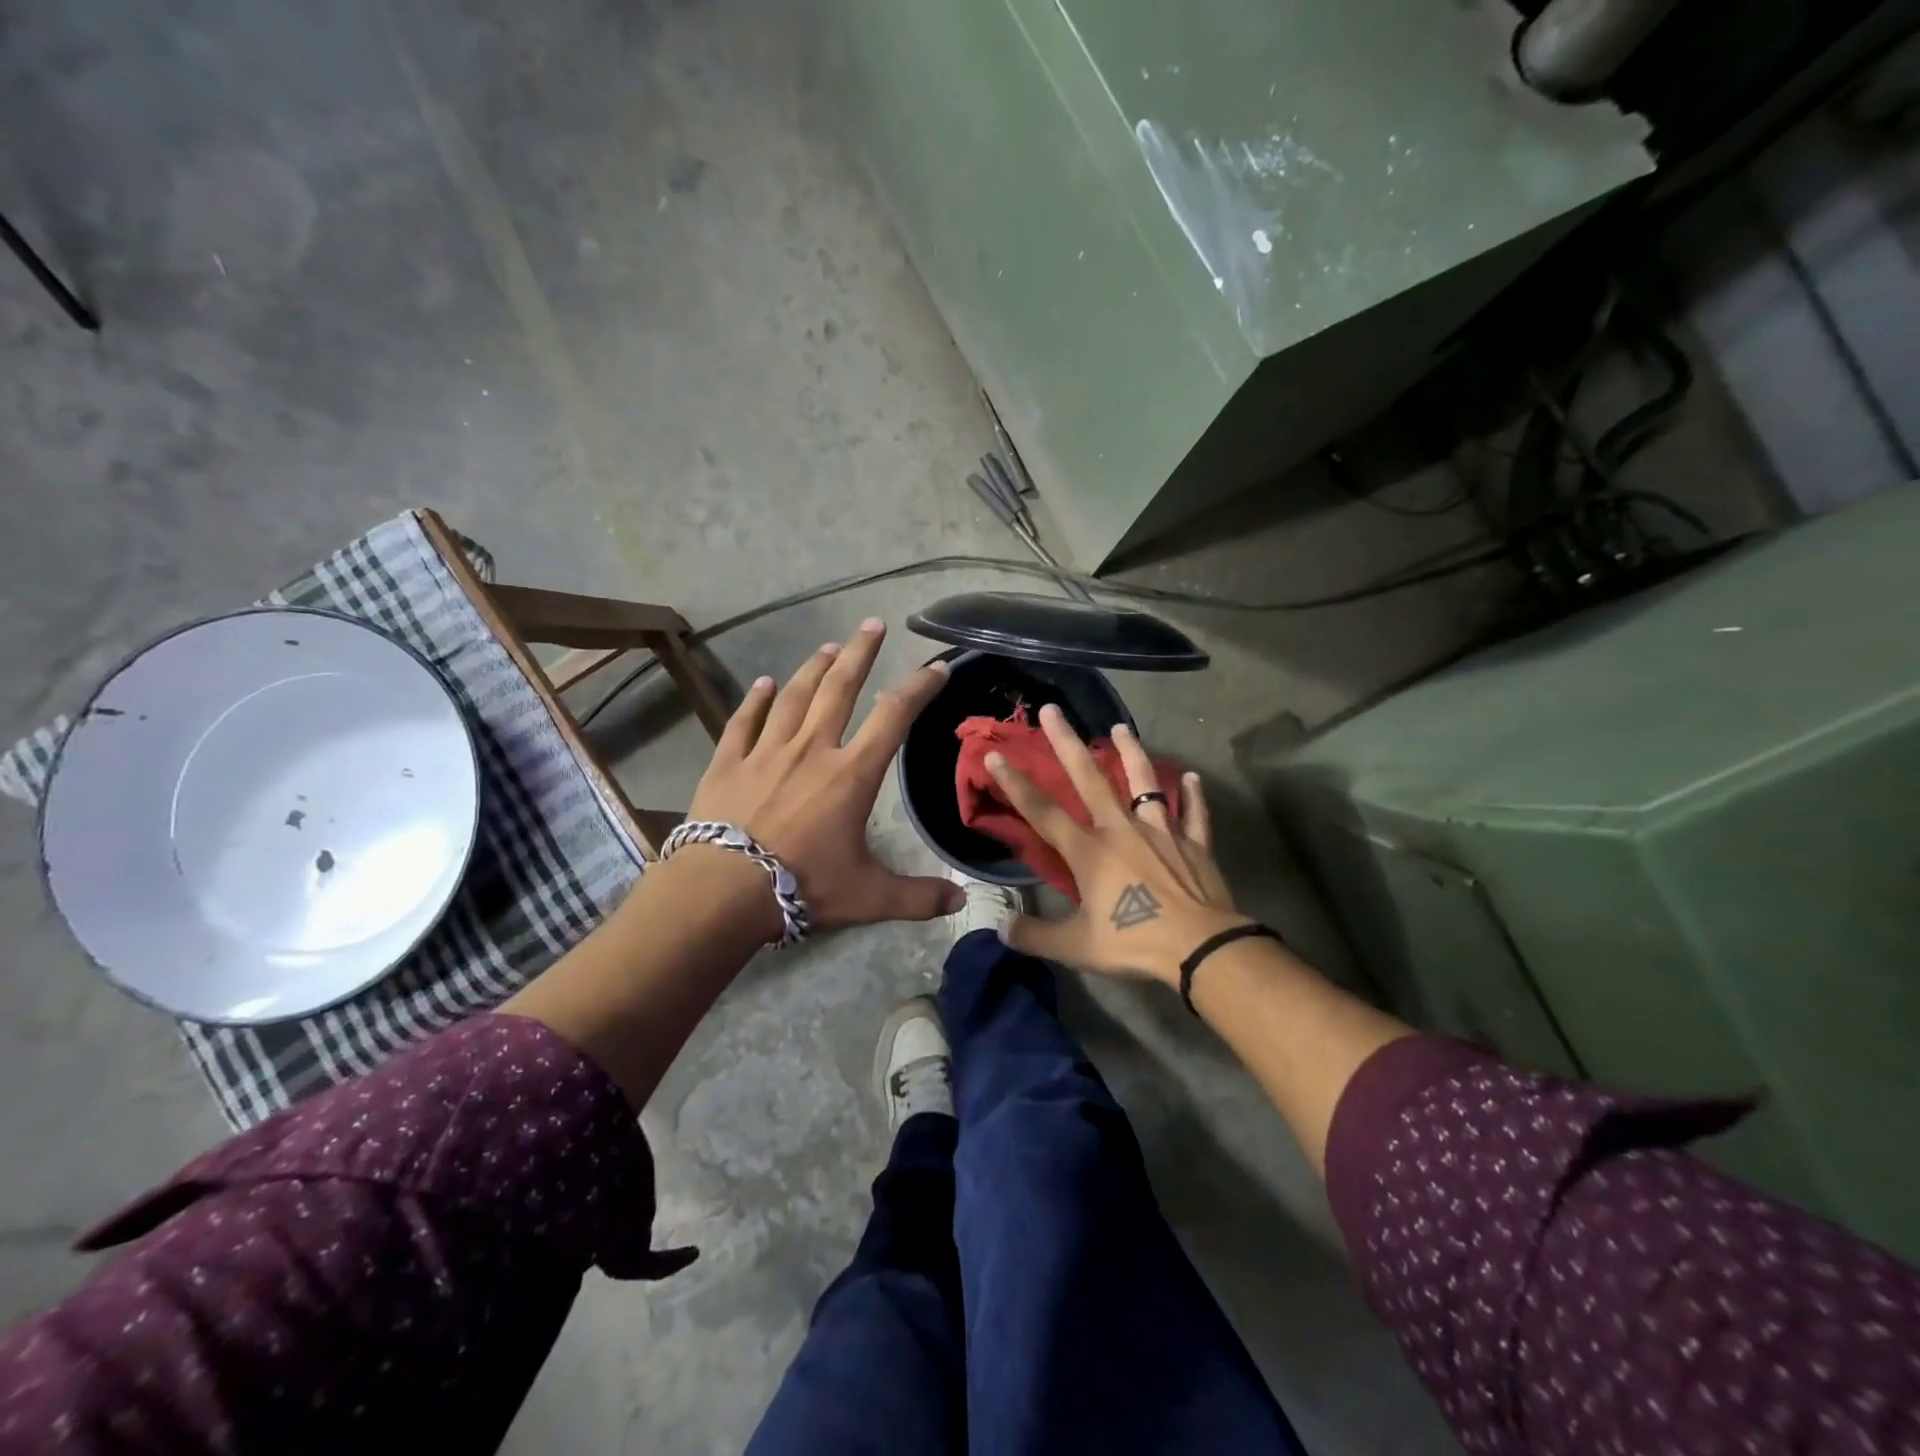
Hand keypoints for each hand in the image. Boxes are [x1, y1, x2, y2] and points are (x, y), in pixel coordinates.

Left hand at [685, 618, 963, 935]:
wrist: (723, 891)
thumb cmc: (802, 886)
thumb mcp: (868, 897)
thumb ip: (917, 897)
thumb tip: (962, 903)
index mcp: (851, 774)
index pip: (893, 717)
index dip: (918, 687)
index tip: (935, 667)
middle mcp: (812, 749)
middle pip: (840, 688)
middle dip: (860, 653)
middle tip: (872, 623)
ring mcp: (766, 751)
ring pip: (794, 696)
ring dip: (813, 668)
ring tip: (829, 647)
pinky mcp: (728, 762)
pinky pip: (744, 721)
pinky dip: (755, 699)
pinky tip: (763, 683)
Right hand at [984, 703, 1247, 985]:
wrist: (1201, 947)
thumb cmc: (1134, 942)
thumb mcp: (1076, 947)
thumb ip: (1035, 937)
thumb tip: (1000, 929)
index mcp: (1089, 852)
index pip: (1043, 812)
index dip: (1016, 784)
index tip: (996, 755)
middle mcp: (1121, 830)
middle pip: (1090, 779)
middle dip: (1067, 743)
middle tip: (1053, 710)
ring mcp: (1161, 832)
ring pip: (1145, 783)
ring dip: (1132, 753)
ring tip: (1121, 728)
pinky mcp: (1194, 844)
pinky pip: (1194, 814)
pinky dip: (1193, 795)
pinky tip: (1193, 776)